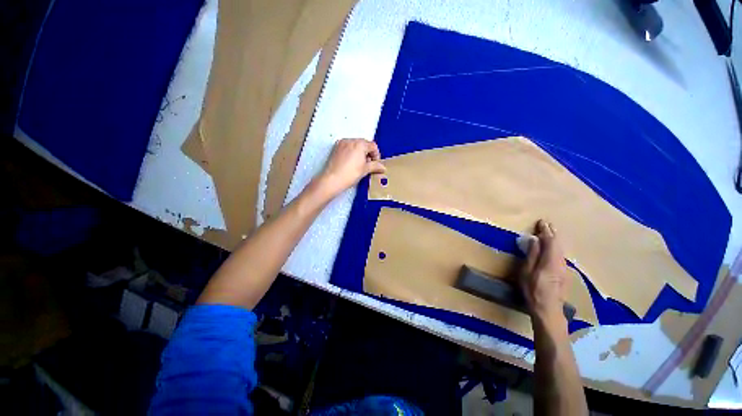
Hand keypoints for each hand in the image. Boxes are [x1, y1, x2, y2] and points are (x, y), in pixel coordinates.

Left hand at [316, 138, 385, 197]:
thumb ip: (375, 166)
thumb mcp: (365, 170)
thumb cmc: (349, 174)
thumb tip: (382, 167)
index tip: (375, 163)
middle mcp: (350, 140)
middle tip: (368, 164)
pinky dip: (351, 152)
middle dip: (368, 153)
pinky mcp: (336, 148)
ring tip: (359, 164)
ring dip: (360, 152)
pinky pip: (347, 147)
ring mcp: (342, 143)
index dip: (376, 155)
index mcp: (360, 144)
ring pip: (355, 145)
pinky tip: (351, 163)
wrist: (333, 180)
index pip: (373, 146)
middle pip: (364, 144)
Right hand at [519, 220, 569, 327]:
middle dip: (552, 233)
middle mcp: (561, 262)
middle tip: (546, 224)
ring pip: (561, 250)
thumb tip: (534, 240)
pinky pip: (561, 256)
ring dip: (554, 240)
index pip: (550, 241)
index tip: (541, 222)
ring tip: (549, 233)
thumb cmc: (533, 290)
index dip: (546, 231)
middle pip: (558, 244)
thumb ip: (532, 255)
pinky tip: (553, 248)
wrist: (549, 310)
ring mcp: (564, 269)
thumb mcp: (527, 272)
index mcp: (551, 261)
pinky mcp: (564, 274)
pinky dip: (556, 248)